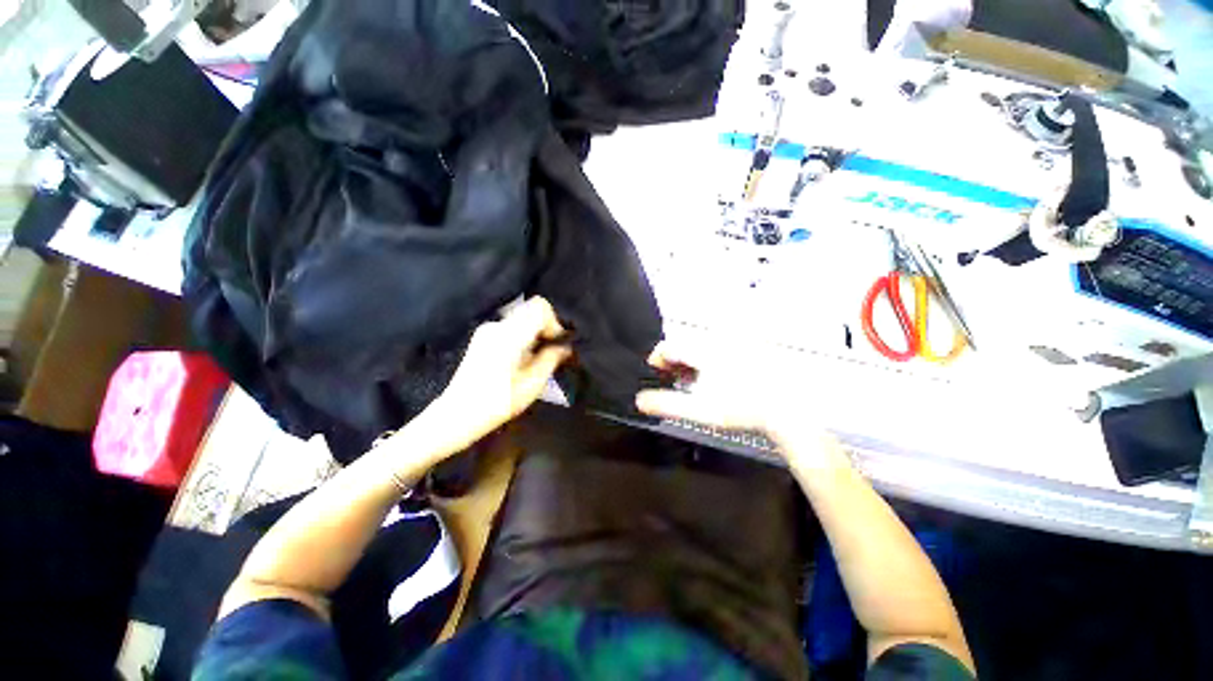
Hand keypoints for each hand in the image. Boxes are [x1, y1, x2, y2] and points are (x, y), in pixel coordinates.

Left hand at [428, 296, 570, 448]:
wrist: (457, 414)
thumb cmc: (497, 403)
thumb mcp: (532, 384)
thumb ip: (551, 359)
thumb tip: (565, 346)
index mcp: (509, 335)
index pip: (539, 307)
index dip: (554, 322)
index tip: (556, 343)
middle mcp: (497, 325)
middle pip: (531, 311)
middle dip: (546, 328)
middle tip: (551, 352)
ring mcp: (487, 330)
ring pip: (522, 319)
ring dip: (534, 334)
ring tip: (536, 359)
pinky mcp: (482, 337)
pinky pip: (511, 327)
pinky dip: (523, 337)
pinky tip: (520, 360)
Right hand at [634, 339, 823, 459]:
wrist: (786, 411)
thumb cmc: (740, 409)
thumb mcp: (699, 410)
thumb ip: (666, 404)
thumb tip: (639, 400)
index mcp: (703, 351)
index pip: (668, 347)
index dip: (656, 361)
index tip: (653, 376)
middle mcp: (717, 341)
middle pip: (683, 346)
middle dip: (672, 363)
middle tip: (670, 382)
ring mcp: (733, 345)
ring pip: (699, 347)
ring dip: (688, 363)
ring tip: (688, 383)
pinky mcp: (746, 350)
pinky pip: (716, 350)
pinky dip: (706, 362)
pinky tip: (710, 380)